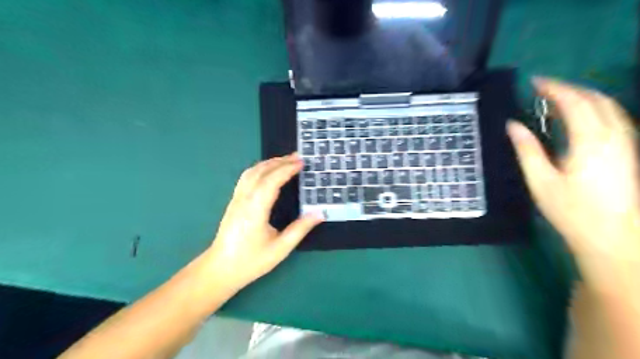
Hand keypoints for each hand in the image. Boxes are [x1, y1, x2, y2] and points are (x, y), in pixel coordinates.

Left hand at [205, 152, 322, 290]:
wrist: (220, 269)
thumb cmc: (251, 261)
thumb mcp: (280, 248)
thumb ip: (300, 229)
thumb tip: (320, 213)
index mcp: (255, 210)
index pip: (271, 181)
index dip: (287, 169)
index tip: (302, 162)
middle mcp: (244, 199)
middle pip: (261, 172)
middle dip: (280, 161)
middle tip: (299, 156)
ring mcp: (236, 199)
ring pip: (251, 172)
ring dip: (269, 163)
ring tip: (286, 160)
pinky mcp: (233, 201)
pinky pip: (246, 177)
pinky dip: (259, 168)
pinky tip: (268, 170)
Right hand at [511, 77, 639, 260]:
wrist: (615, 237)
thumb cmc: (572, 211)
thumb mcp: (541, 181)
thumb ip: (527, 150)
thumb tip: (512, 125)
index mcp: (591, 141)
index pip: (574, 102)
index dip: (554, 88)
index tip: (534, 82)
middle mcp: (615, 135)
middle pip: (596, 99)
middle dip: (570, 88)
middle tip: (543, 89)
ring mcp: (627, 143)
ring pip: (610, 106)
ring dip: (584, 97)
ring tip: (557, 100)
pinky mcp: (630, 151)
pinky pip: (614, 118)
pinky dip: (594, 109)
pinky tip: (579, 118)